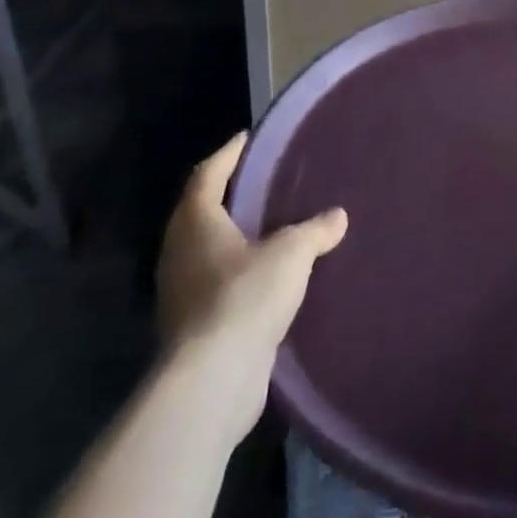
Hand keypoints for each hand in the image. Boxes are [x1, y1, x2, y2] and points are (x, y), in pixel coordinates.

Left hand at [156, 132, 347, 368]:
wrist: (214, 379)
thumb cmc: (246, 296)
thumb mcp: (292, 253)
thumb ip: (315, 230)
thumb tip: (337, 216)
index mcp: (196, 223)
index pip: (208, 174)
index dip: (228, 154)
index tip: (248, 138)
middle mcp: (180, 252)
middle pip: (202, 211)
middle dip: (230, 195)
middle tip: (264, 180)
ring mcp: (182, 292)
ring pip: (209, 250)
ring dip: (235, 237)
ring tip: (272, 226)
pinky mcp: (194, 325)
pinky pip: (217, 283)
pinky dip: (239, 271)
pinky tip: (268, 276)